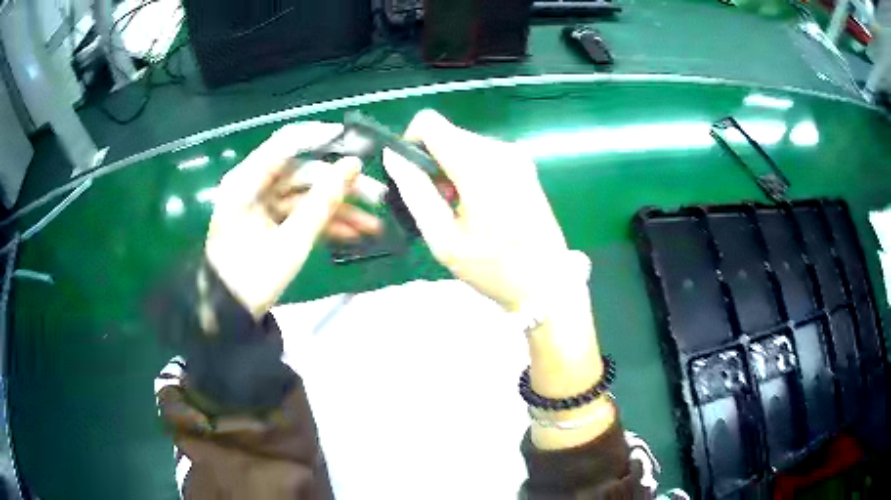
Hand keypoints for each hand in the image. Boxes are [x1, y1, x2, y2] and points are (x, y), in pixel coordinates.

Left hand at [205, 122, 381, 317]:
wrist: (229, 315)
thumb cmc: (253, 279)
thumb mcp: (292, 242)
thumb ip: (323, 201)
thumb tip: (354, 164)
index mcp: (247, 181)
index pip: (289, 143)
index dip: (325, 140)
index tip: (360, 148)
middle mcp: (253, 184)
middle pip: (303, 172)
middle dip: (340, 186)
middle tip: (377, 196)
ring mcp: (260, 203)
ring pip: (305, 195)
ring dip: (337, 208)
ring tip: (373, 225)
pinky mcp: (267, 220)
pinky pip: (298, 213)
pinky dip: (322, 222)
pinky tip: (352, 234)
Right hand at [383, 110, 585, 310]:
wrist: (548, 282)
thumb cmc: (493, 268)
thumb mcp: (443, 238)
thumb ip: (415, 192)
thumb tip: (393, 157)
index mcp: (478, 164)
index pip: (429, 122)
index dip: (412, 143)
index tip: (414, 176)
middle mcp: (499, 149)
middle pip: (448, 135)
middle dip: (434, 163)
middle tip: (441, 205)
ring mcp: (516, 155)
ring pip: (464, 145)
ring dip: (452, 170)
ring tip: (460, 210)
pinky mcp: (524, 164)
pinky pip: (483, 155)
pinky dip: (471, 172)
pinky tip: (479, 205)